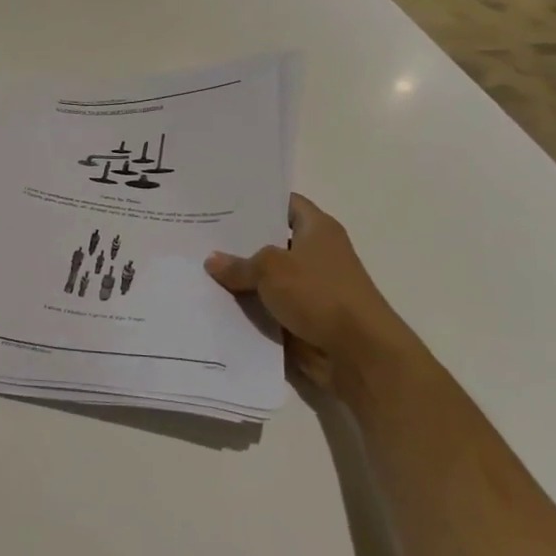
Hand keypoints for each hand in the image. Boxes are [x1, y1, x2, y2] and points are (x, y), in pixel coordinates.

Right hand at [205, 194, 413, 398]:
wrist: (358, 354)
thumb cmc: (319, 294)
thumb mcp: (271, 269)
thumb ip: (239, 264)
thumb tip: (212, 261)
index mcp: (317, 229)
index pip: (285, 203)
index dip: (257, 200)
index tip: (223, 201)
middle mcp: (315, 253)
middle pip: (271, 240)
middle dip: (239, 240)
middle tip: (200, 234)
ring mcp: (309, 288)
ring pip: (266, 277)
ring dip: (240, 278)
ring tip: (197, 267)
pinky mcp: (303, 317)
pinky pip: (268, 306)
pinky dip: (247, 306)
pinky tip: (213, 300)